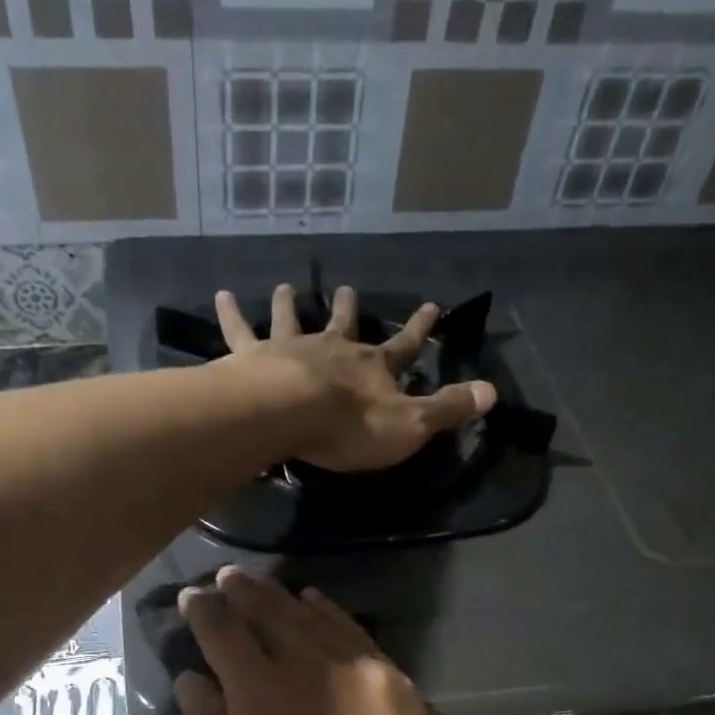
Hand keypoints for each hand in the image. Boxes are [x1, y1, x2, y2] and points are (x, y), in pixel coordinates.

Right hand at [174, 566, 474, 714]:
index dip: (202, 611)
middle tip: (223, 578)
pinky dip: (328, 613)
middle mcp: (311, 665)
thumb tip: (192, 679)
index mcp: (261, 694)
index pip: (223, 632)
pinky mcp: (395, 680)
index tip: (189, 597)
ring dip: (281, 597)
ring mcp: (361, 668)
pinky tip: (314, 604)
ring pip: (313, 616)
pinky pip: (354, 632)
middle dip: (240, 592)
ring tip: (260, 584)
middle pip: (269, 611)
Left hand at [215, 283, 496, 470]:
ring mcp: (291, 348)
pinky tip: (221, 294)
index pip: (405, 345)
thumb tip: (492, 392)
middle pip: (343, 323)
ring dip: (290, 304)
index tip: (432, 305)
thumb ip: (448, 409)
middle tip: (347, 289)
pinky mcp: (253, 357)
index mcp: (372, 368)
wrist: (290, 415)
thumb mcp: (410, 425)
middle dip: (348, 308)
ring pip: (292, 319)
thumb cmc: (350, 427)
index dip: (420, 329)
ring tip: (286, 287)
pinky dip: (231, 313)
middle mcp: (333, 349)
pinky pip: (239, 331)